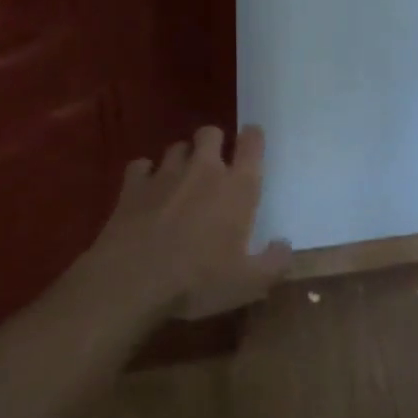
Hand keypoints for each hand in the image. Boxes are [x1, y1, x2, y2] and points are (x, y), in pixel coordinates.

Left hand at [75, 125, 290, 320]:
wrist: (131, 282)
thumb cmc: (198, 280)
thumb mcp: (249, 283)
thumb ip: (275, 262)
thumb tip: (285, 245)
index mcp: (238, 187)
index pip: (252, 143)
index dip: (253, 137)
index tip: (252, 142)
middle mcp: (204, 170)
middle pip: (211, 133)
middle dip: (214, 142)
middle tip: (215, 165)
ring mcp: (165, 174)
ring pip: (177, 147)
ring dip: (182, 158)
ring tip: (181, 179)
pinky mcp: (132, 186)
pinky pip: (141, 165)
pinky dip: (145, 174)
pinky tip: (147, 190)